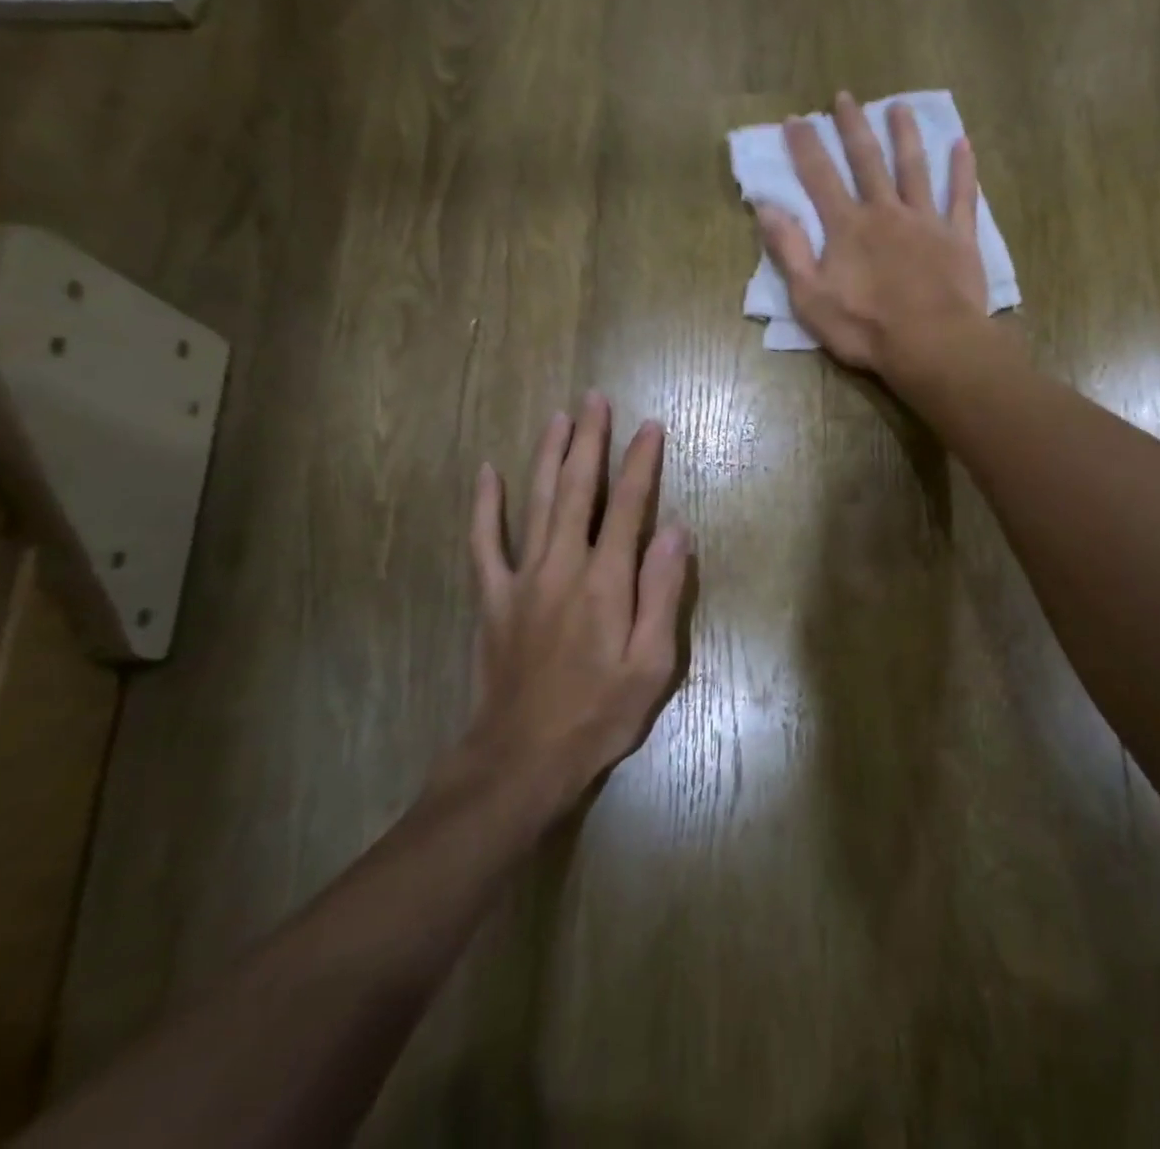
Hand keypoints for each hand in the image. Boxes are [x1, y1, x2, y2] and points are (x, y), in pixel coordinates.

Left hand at [458, 394, 691, 809]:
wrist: (520, 759)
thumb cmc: (598, 715)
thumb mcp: (651, 664)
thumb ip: (663, 594)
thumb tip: (676, 532)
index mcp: (606, 581)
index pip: (628, 506)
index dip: (641, 463)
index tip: (650, 426)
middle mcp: (563, 566)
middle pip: (577, 490)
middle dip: (590, 441)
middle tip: (595, 399)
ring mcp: (522, 579)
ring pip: (535, 502)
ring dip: (548, 456)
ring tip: (558, 417)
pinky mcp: (493, 598)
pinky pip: (484, 543)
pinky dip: (484, 506)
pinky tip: (487, 472)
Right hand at [756, 92, 991, 383]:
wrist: (932, 344)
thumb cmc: (865, 328)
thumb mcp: (810, 298)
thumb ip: (788, 251)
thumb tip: (766, 207)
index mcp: (847, 227)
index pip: (820, 177)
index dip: (805, 147)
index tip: (795, 119)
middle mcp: (885, 212)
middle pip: (867, 160)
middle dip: (853, 127)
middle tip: (845, 97)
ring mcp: (926, 221)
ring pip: (914, 168)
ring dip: (905, 135)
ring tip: (899, 106)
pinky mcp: (958, 237)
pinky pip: (962, 196)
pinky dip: (963, 169)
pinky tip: (963, 144)